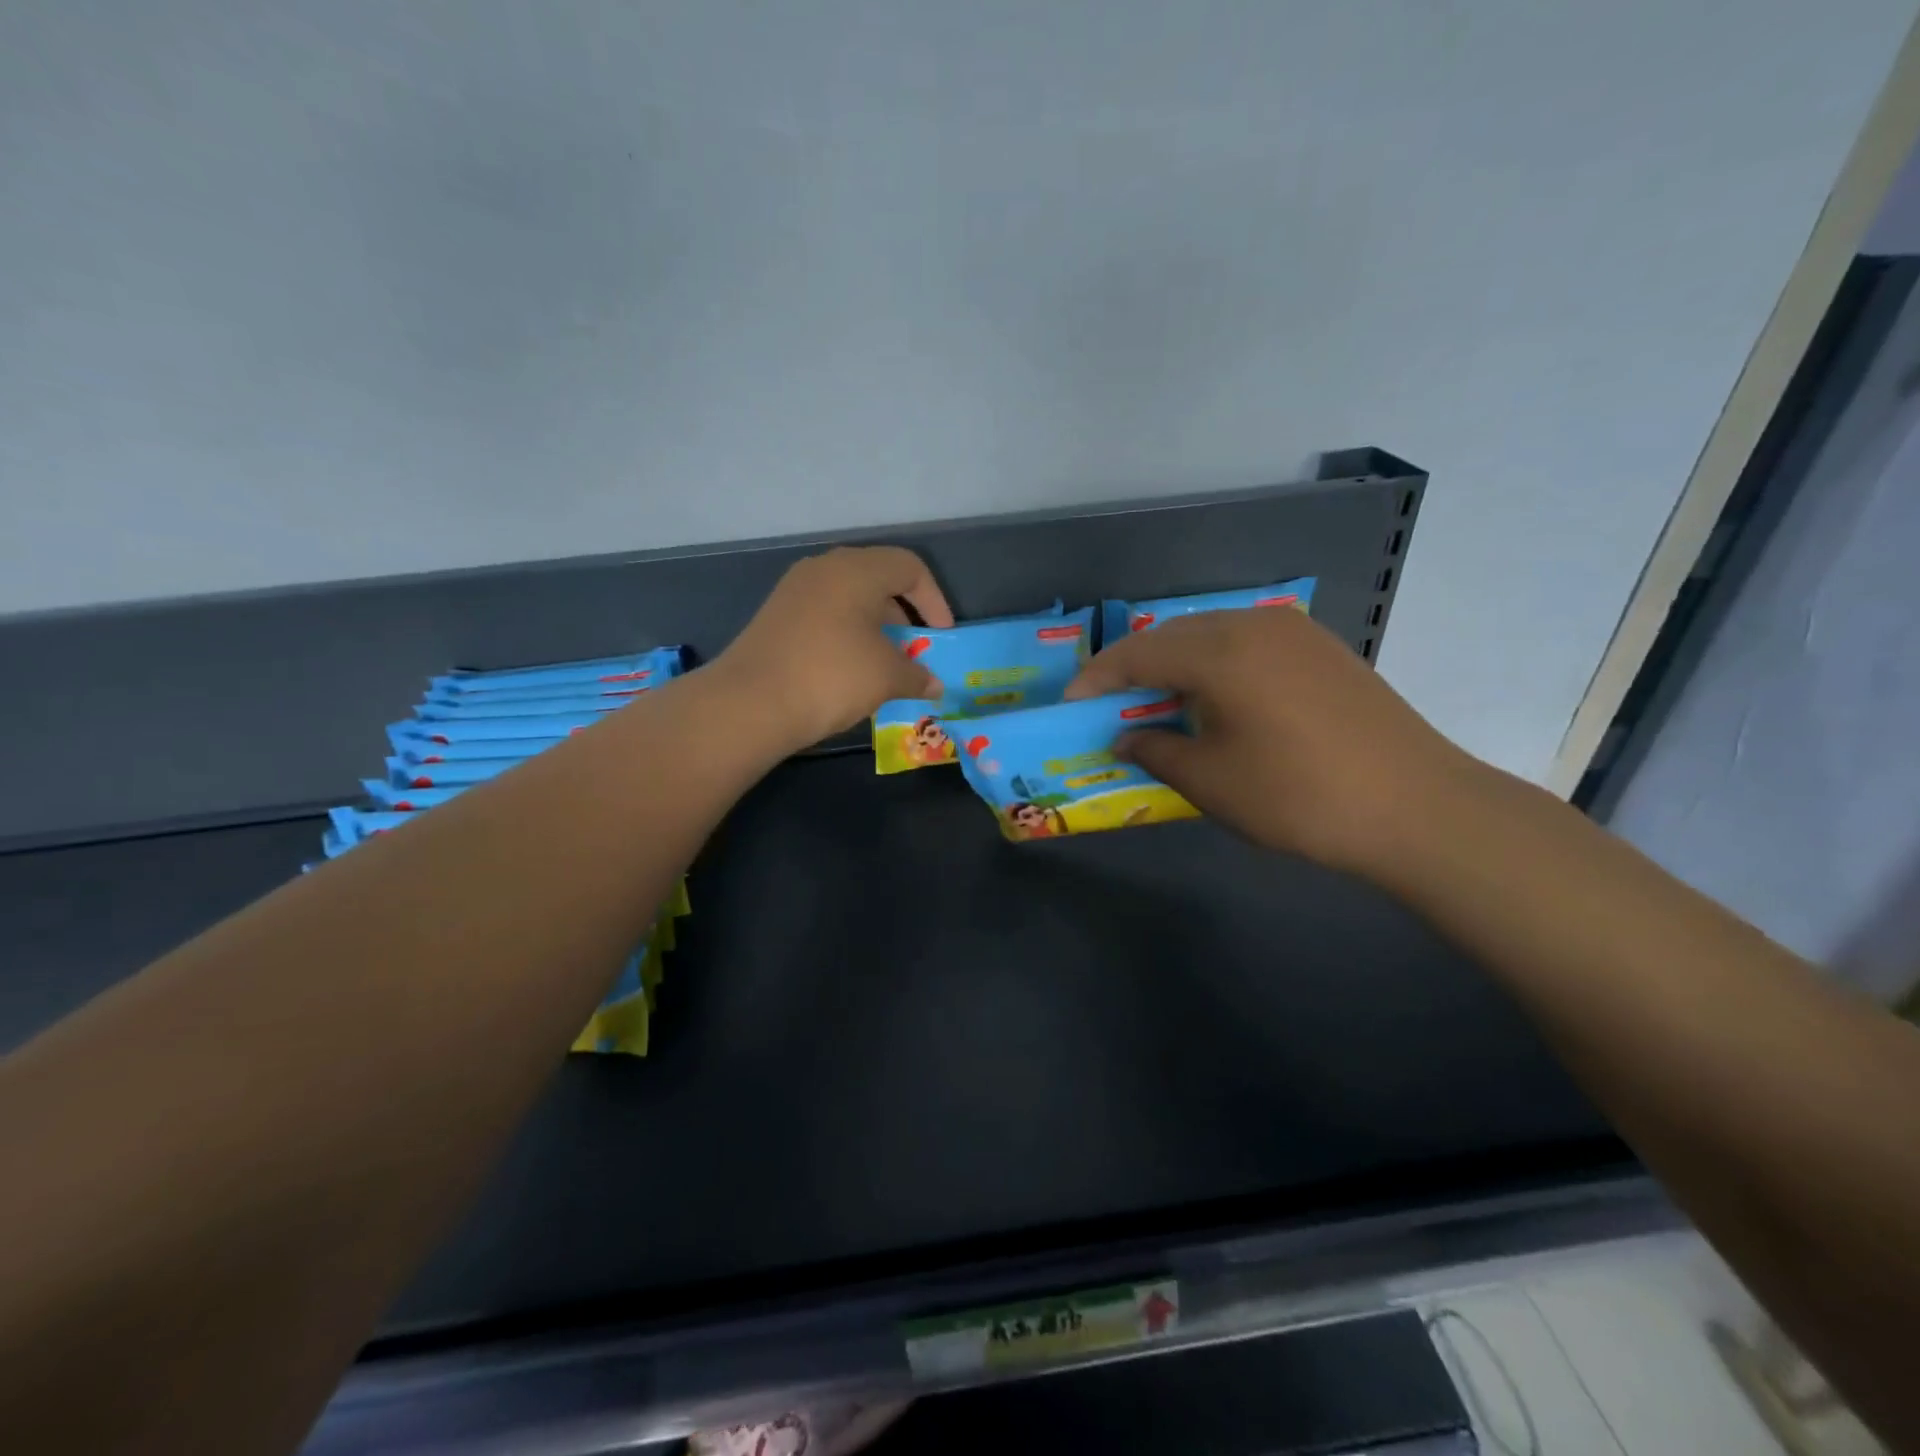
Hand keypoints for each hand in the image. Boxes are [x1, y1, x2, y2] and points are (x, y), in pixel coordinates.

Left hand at [717, 546, 953, 749]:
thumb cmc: (831, 676)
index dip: (934, 600)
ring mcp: (795, 591)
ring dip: (875, 626)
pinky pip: (825, 614)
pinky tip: (849, 668)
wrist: (750, 702)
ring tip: (885, 662)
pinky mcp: (777, 615)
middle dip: (904, 613)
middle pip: (878, 578)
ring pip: (849, 597)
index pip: (910, 567)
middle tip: (914, 648)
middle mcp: (825, 569)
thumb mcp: (886, 677)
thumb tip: (934, 685)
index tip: (940, 636)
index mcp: (857, 570)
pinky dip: (847, 633)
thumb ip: (917, 675)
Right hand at [1065, 606, 1478, 879]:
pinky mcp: (1321, 648)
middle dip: (1133, 667)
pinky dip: (1215, 663)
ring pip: (1210, 633)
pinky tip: (1216, 698)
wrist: (1418, 806)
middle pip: (1172, 636)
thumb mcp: (1212, 782)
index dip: (1097, 678)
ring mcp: (1293, 632)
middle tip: (1110, 705)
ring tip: (1159, 703)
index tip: (1072, 705)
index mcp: (1220, 653)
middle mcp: (1253, 625)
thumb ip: (1157, 751)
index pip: (1138, 654)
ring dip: (1175, 663)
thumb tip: (1126, 737)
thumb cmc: (1300, 797)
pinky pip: (1246, 642)